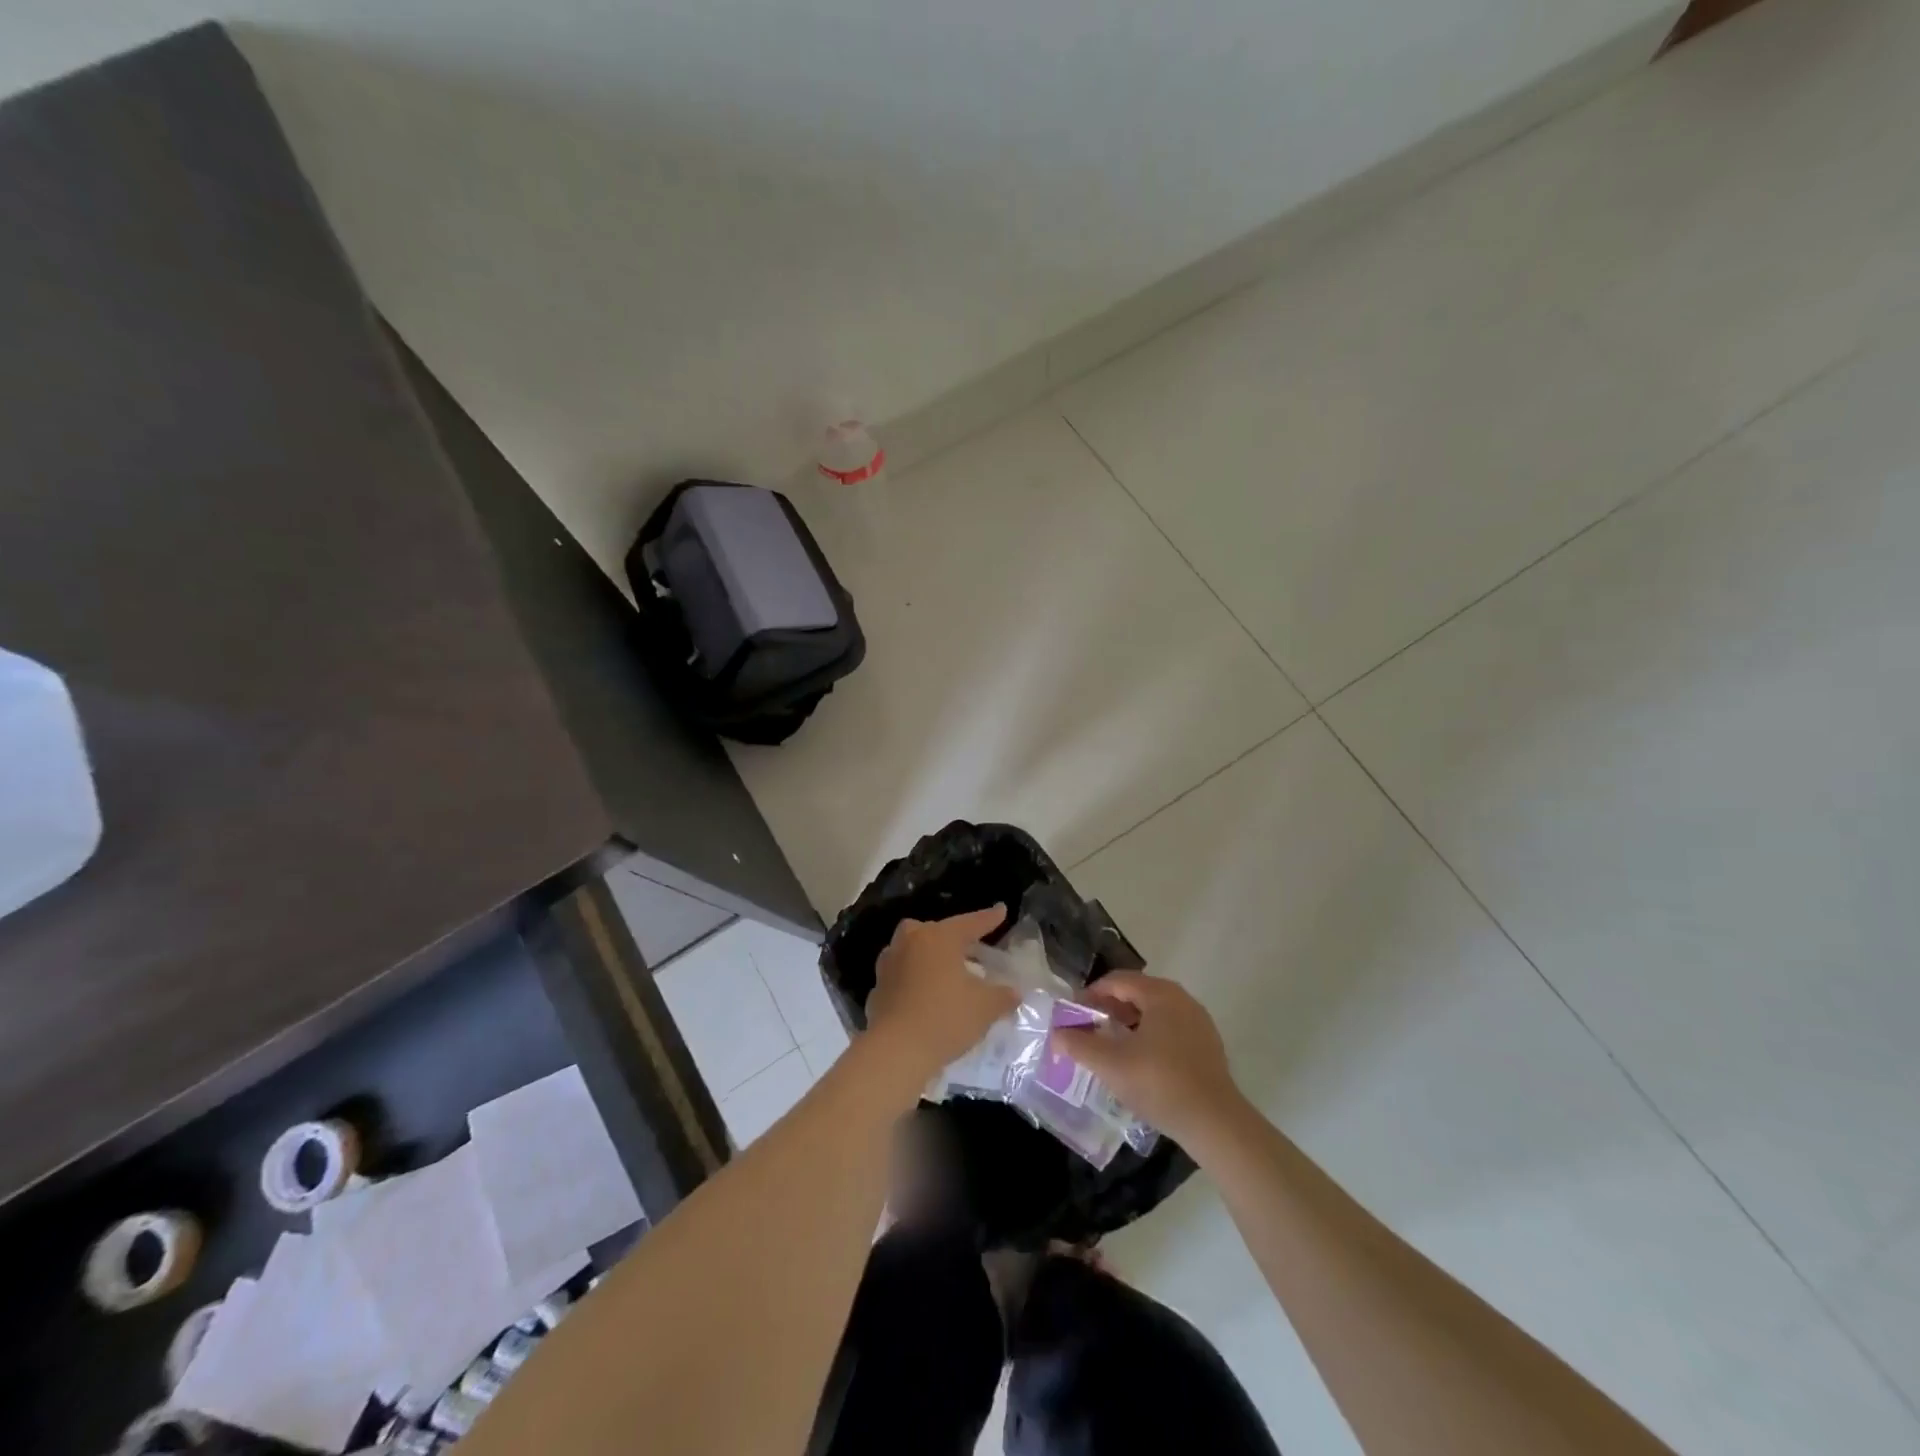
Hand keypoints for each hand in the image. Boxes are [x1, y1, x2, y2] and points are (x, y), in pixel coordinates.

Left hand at [863, 907, 1016, 1090]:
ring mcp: (889, 964)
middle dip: (952, 936)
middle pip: (934, 931)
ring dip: (928, 956)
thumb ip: (1002, 996)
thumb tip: (1014, 992)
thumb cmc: (946, 1018)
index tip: (1001, 911)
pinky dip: (913, 980)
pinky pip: (901, 976)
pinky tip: (924, 996)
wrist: (896, 1050)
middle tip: (968, 947)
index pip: (970, 923)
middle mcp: (911, 942)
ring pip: (912, 950)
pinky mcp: (877, 988)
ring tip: (944, 971)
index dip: (988, 919)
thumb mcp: (985, 1007)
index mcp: (939, 938)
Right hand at [1053, 970, 1243, 1142]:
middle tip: (1088, 1030)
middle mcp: (1181, 999)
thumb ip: (1079, 1045)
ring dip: (1128, 1023)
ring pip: (1154, 1012)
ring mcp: (1198, 1022)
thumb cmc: (1159, 1083)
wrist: (1215, 1122)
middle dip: (1108, 1008)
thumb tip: (1056, 1034)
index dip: (1090, 995)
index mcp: (1160, 994)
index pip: (1117, 981)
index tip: (1072, 1015)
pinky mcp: (1207, 1046)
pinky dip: (1148, 1036)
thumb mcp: (1111, 1064)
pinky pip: (1169, 1029)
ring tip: (1109, 1046)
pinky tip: (1138, 1062)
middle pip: (1136, 993)